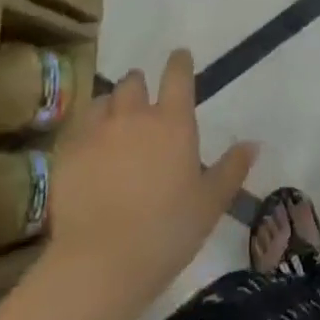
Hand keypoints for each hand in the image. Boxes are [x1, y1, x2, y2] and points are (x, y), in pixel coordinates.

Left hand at [48, 49, 256, 310]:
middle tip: (143, 104)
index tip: (180, 57)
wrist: (102, 262)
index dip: (179, 62)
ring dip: (111, 106)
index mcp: (173, 122)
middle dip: (139, 86)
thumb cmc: (168, 231)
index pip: (177, 75)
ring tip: (114, 125)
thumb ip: (232, 169)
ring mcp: (96, 131)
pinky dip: (86, 132)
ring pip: (103, 101)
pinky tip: (89, 153)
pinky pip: (78, 128)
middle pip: (133, 81)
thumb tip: (253, 143)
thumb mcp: (211, 203)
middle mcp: (134, 115)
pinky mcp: (67, 152)